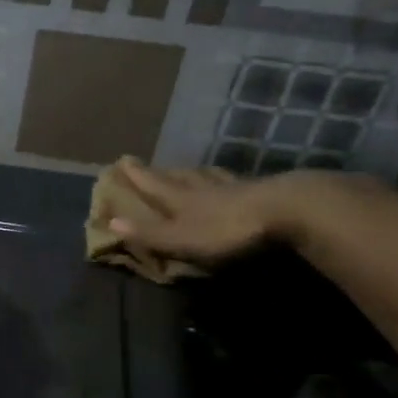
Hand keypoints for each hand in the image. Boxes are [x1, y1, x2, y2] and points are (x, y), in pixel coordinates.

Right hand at [106, 157, 300, 264]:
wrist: (286, 211)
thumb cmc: (227, 229)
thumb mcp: (181, 237)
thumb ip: (149, 232)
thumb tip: (110, 221)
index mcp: (182, 200)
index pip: (154, 186)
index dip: (137, 176)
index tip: (122, 160)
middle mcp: (204, 189)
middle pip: (179, 178)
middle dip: (163, 172)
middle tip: (152, 165)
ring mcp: (234, 188)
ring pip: (207, 177)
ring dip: (194, 173)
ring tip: (188, 169)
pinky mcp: (261, 193)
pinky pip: (235, 183)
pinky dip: (225, 180)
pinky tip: (230, 180)